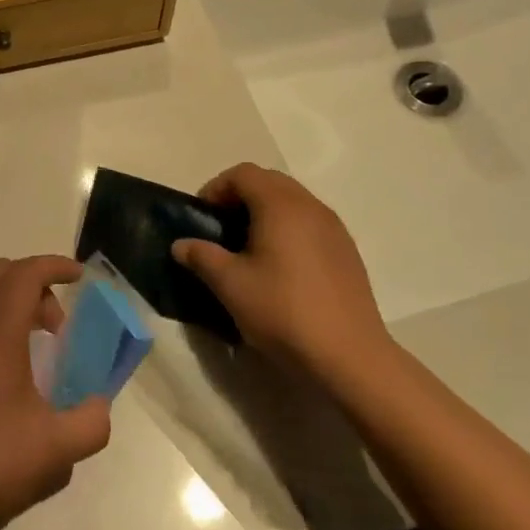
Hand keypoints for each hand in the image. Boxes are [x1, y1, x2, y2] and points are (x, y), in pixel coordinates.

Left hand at [0, 249, 112, 529]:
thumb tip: (99, 406)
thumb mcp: (54, 450)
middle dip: (36, 285)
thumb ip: (91, 423)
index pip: (28, 272)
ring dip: (2, 285)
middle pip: (3, 272)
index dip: (55, 266)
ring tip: (19, 319)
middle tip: (53, 328)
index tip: (78, 276)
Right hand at [172, 163, 391, 376]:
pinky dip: (289, 229)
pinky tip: (280, 267)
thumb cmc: (283, 311)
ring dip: (266, 212)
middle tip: (221, 229)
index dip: (216, 188)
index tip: (203, 217)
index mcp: (280, 205)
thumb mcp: (230, 285)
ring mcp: (334, 228)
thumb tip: (180, 245)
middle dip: (240, 196)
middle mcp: (310, 206)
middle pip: (270, 181)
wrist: (349, 356)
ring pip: (293, 201)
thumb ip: (202, 257)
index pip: (243, 174)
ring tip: (248, 248)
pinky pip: (311, 223)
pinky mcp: (347, 251)